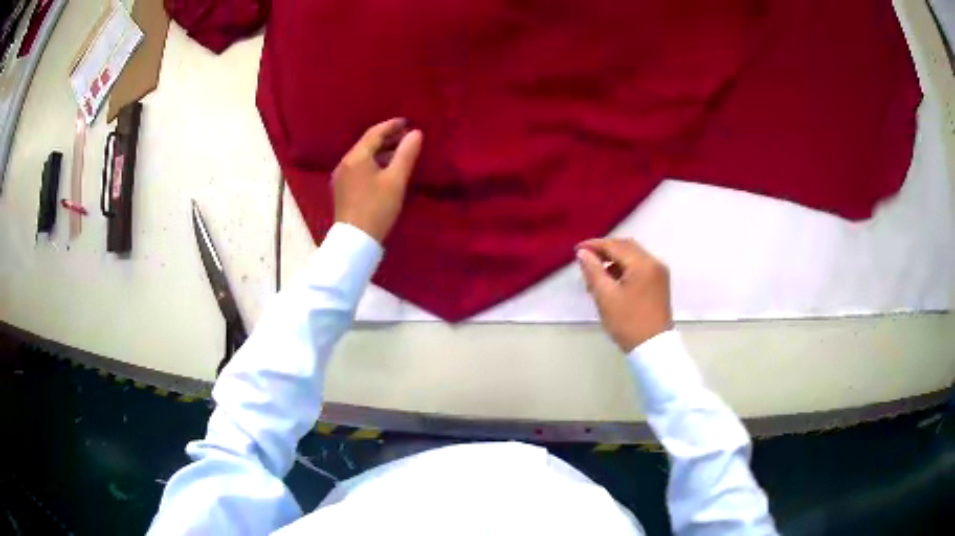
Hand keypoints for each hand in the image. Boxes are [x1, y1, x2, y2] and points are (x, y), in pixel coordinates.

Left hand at [332, 118, 423, 242]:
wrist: (355, 241)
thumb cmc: (377, 208)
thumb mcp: (396, 180)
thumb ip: (406, 154)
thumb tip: (416, 133)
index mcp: (356, 157)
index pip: (374, 133)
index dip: (392, 126)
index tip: (408, 122)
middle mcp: (345, 163)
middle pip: (367, 144)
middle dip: (387, 138)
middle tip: (407, 136)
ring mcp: (341, 177)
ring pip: (363, 157)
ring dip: (381, 152)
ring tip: (400, 152)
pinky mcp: (342, 190)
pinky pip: (359, 168)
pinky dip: (373, 163)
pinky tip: (385, 170)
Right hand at [577, 238, 672, 352]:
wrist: (654, 348)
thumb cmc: (628, 322)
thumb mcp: (606, 297)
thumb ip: (593, 271)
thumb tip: (583, 253)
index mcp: (643, 264)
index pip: (615, 245)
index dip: (594, 245)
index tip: (576, 250)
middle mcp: (654, 263)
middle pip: (626, 247)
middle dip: (605, 251)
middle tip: (585, 260)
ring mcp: (659, 273)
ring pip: (633, 257)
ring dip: (614, 260)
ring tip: (595, 275)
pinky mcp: (659, 283)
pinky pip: (639, 267)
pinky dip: (624, 269)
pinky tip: (611, 282)